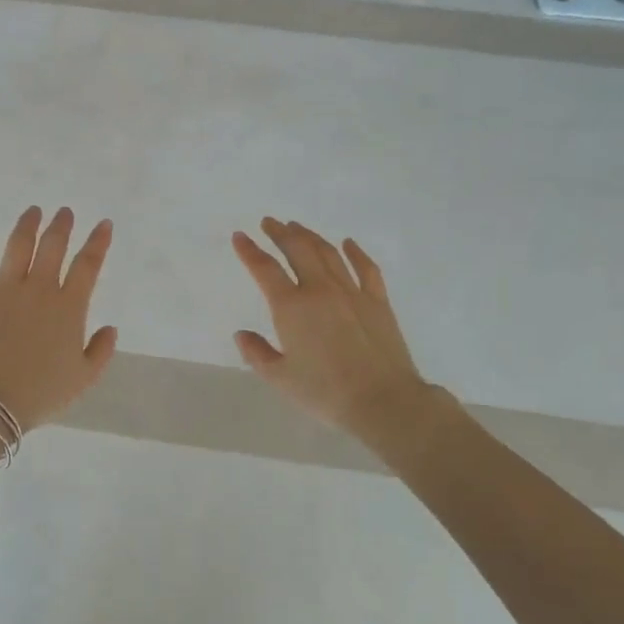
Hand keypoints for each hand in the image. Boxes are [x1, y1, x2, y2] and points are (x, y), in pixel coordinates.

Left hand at [0, 207, 117, 430]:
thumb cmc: (40, 392)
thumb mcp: (82, 379)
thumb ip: (100, 351)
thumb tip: (110, 329)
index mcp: (69, 307)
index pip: (88, 265)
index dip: (98, 242)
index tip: (103, 224)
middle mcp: (39, 289)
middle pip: (52, 246)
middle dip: (61, 225)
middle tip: (64, 212)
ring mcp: (4, 289)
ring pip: (18, 246)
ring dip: (27, 226)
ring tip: (33, 211)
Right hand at [231, 218, 432, 438]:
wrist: (383, 401)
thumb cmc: (326, 392)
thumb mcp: (281, 378)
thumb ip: (257, 354)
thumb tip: (242, 334)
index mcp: (291, 307)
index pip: (265, 269)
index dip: (249, 250)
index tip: (240, 236)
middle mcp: (320, 290)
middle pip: (297, 250)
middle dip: (280, 233)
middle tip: (270, 222)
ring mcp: (351, 292)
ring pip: (328, 253)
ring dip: (310, 236)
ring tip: (297, 227)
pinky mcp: (377, 301)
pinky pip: (365, 268)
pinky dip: (355, 252)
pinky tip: (348, 243)